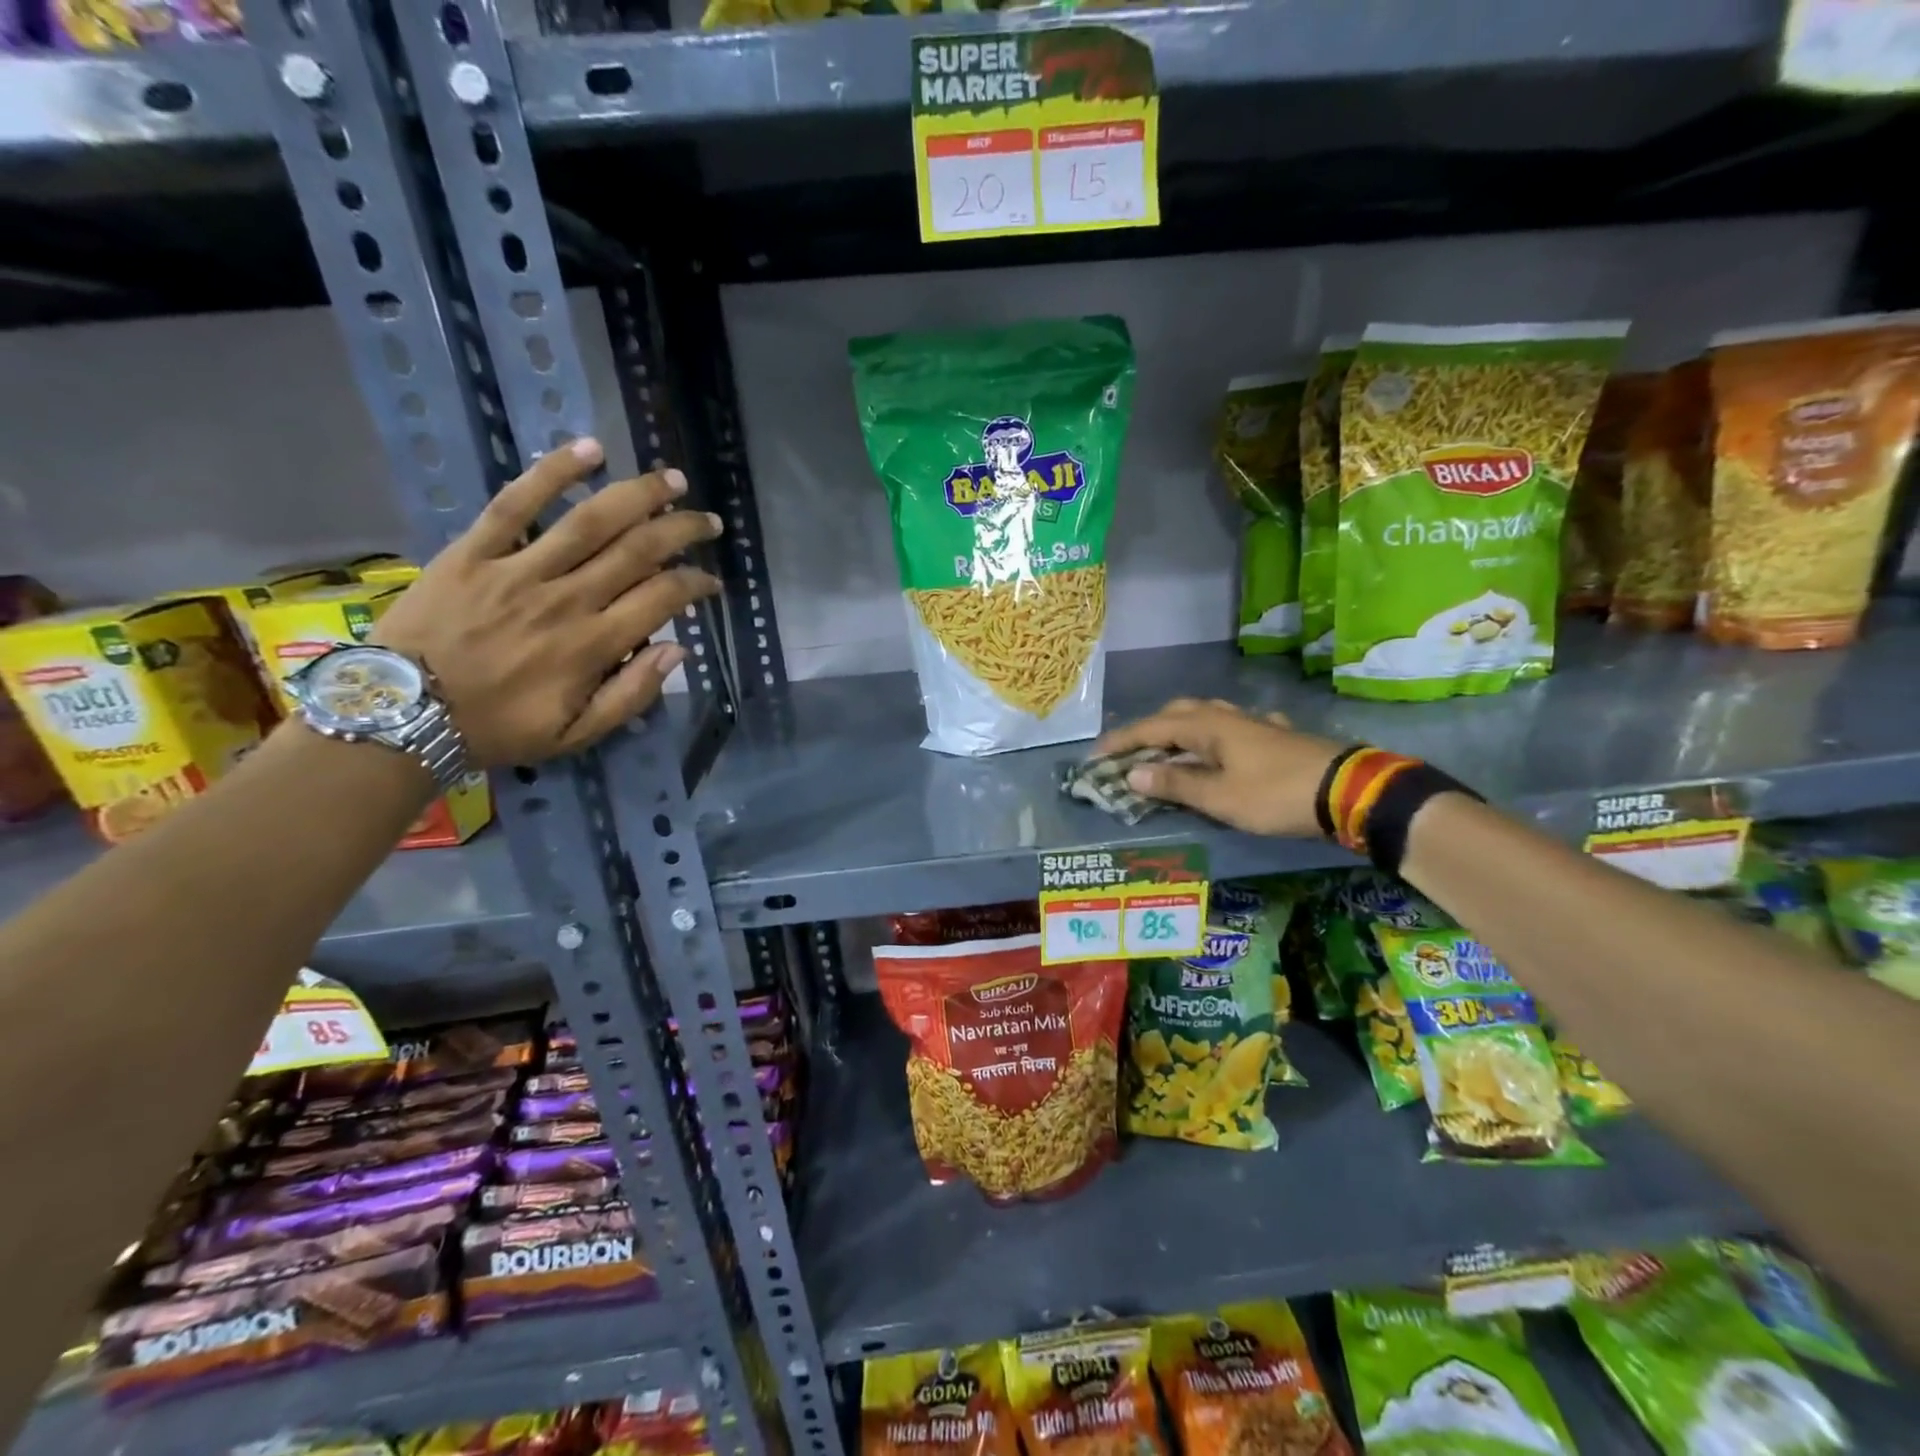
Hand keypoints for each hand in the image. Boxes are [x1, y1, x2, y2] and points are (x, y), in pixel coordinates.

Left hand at [373, 438, 721, 767]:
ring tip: (672, 479)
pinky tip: (590, 449)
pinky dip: (553, 473)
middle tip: (708, 520)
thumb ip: (631, 695)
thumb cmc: (498, 728)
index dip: (696, 584)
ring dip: (638, 494)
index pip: (662, 598)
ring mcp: (519, 570)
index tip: (711, 582)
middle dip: (682, 530)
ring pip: (590, 520)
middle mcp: (566, 599)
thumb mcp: (576, 735)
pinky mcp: (474, 551)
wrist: (401, 713)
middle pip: (638, 550)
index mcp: (593, 645)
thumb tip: (677, 650)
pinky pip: (516, 503)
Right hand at [1093, 698, 1344, 837]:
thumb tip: (1132, 774)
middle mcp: (1227, 716)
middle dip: (1149, 729)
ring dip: (1181, 729)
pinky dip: (1216, 736)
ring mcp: (1255, 723)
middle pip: (1177, 713)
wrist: (1348, 791)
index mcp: (1207, 726)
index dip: (1121, 742)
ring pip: (1207, 716)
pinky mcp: (1277, 735)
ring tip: (1168, 749)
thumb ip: (1175, 784)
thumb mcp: (1219, 797)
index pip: (1151, 728)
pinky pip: (1234, 728)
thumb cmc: (1275, 794)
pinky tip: (1225, 747)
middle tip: (1130, 752)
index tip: (1095, 756)